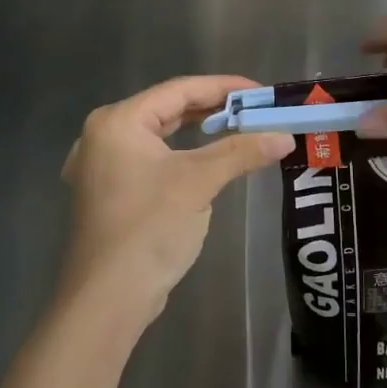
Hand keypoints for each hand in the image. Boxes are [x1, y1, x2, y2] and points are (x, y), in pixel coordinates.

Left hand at [59, 76, 291, 329]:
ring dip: (198, 133)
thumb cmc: (150, 228)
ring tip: (238, 129)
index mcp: (117, 121)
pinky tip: (205, 160)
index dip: (223, 87)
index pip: (179, 90)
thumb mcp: (199, 183)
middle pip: (167, 110)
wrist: (107, 300)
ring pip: (159, 135)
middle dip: (213, 109)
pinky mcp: (108, 192)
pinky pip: (151, 159)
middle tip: (255, 111)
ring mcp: (101, 166)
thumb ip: (241, 152)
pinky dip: (181, 155)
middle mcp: (103, 135)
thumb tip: (285, 137)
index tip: (261, 92)